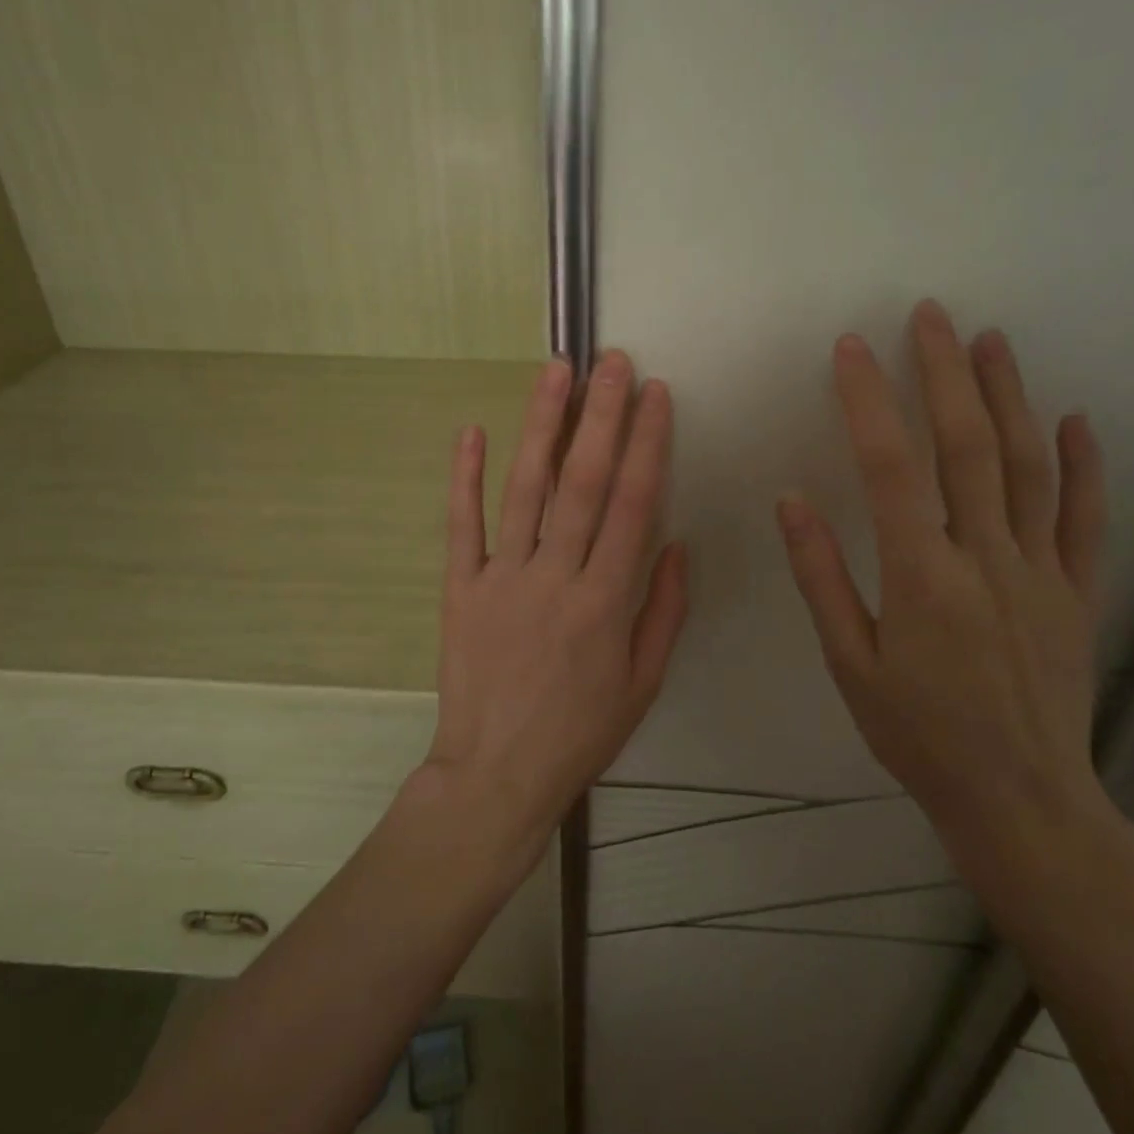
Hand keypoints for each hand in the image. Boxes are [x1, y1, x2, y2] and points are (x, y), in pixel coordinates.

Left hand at [424, 351, 687, 853]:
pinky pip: (461, 525)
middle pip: (582, 482)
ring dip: (541, 426)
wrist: (497, 774)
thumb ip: (662, 610)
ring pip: (525, 490)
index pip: (633, 505)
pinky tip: (470, 430)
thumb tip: (674, 543)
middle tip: (612, 360)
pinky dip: (463, 477)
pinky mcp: (459, 588)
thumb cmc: (580, 733)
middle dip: (601, 415)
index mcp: (606, 602)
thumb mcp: (643, 683)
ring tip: (555, 372)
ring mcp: (501, 578)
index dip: (647, 444)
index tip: (656, 394)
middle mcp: (555, 577)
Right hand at [776, 300, 1115, 866]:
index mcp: (921, 577)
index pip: (890, 467)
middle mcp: (986, 559)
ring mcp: (1042, 571)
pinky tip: (1074, 419)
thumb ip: (821, 577)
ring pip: (1028, 466)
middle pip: (967, 447)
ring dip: (1008, 397)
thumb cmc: (917, 733)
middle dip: (945, 374)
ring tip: (990, 341)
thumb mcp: (849, 663)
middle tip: (929, 316)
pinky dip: (1084, 464)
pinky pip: (1086, 518)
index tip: (851, 349)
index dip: (869, 402)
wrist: (1020, 799)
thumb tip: (792, 501)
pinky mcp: (1078, 592)